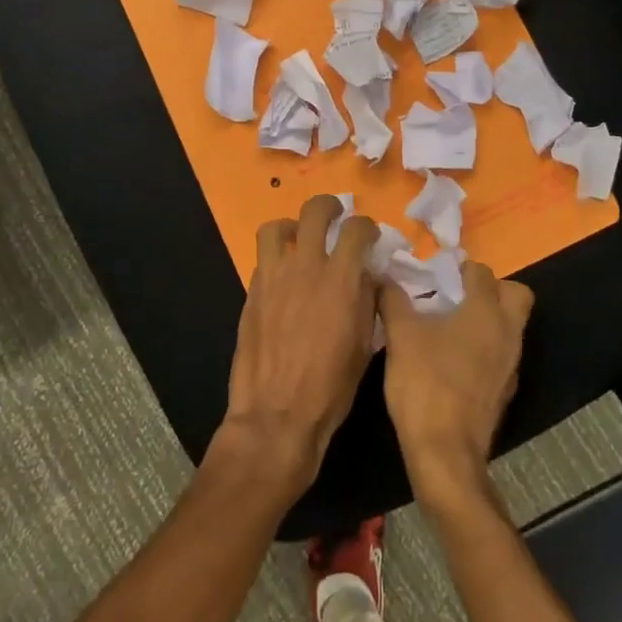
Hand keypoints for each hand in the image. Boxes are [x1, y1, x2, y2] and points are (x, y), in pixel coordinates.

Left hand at [221, 195, 379, 497]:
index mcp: (340, 280)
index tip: (369, 235)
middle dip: (329, 206)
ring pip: (275, 227)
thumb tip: (367, 275)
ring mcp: (273, 278)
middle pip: (314, 212)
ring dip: (292, 225)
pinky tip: (285, 276)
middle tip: (336, 215)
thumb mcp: (363, 344)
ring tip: (300, 237)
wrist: (277, 414)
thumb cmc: (331, 387)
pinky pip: (263, 260)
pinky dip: (276, 258)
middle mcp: (305, 268)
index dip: (367, 227)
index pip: (356, 230)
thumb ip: (366, 300)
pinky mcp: (251, 293)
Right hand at [380, 262, 533, 514]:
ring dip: (488, 319)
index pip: (482, 272)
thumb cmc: (425, 384)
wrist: (445, 452)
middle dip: (491, 289)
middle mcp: (508, 332)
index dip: (459, 269)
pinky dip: (485, 348)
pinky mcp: (505, 390)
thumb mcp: (400, 335)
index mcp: (486, 312)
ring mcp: (511, 364)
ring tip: (449, 326)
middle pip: (515, 294)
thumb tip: (383, 275)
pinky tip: (454, 359)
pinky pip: (502, 354)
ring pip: (510, 326)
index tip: (435, 275)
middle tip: (457, 296)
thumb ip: (393, 299)